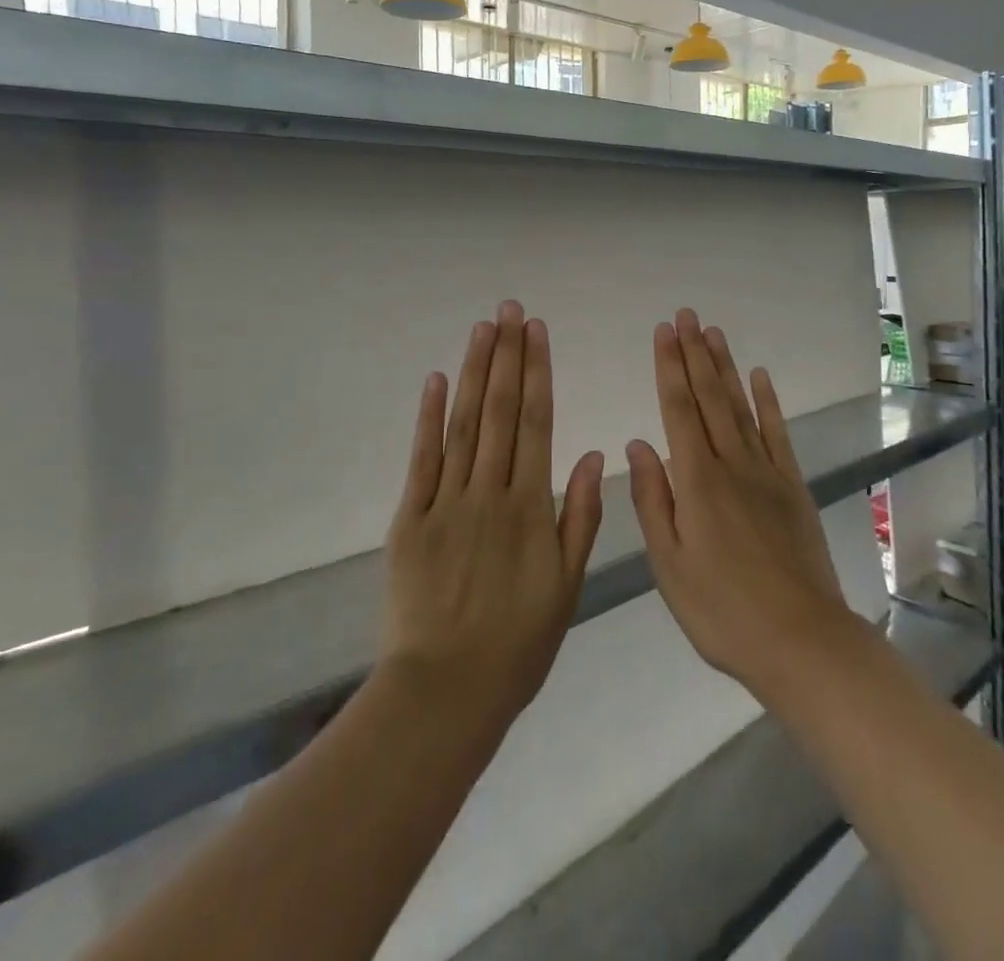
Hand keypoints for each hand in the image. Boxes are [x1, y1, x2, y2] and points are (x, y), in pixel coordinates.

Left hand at [380, 301, 603, 724]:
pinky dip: (427, 418)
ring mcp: (445, 502)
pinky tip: (435, 380)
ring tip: (482, 329)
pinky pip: (421, 460)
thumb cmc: (517, 643)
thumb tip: (595, 454)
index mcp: (530, 506)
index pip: (536, 422)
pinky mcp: (408, 519)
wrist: (446, 692)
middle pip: (499, 411)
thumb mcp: (566, 586)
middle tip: (509, 310)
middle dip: (506, 356)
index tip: (537, 333)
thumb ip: (580, 516)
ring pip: (462, 424)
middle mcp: (489, 492)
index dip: (537, 373)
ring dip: (472, 372)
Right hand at [626, 308, 860, 701]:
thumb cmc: (721, 610)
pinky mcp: (792, 486)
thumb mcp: (668, 565)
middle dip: (694, 353)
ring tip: (713, 333)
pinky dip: (768, 402)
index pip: (678, 409)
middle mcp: (731, 463)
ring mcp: (766, 472)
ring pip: (740, 406)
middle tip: (686, 315)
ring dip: (725, 367)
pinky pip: (778, 433)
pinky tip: (759, 377)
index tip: (663, 333)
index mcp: (696, 481)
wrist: (800, 640)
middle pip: (709, 397)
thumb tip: (638, 444)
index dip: (669, 367)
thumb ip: (653, 500)